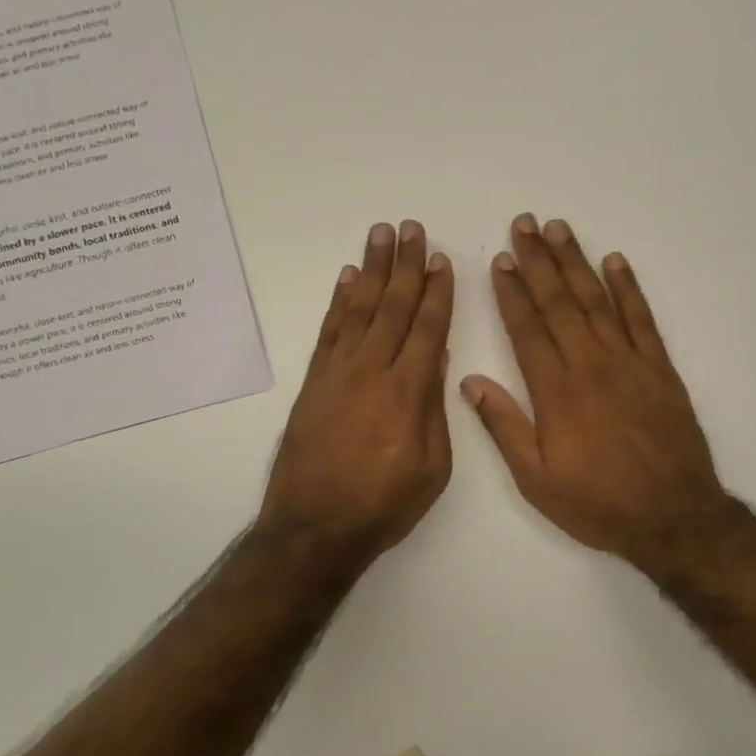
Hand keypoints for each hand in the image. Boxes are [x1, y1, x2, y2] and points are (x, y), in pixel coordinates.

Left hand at [258, 221, 454, 567]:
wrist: (315, 527)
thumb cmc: (384, 505)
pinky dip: (339, 302)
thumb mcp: (432, 468)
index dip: (437, 293)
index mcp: (408, 393)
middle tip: (412, 228)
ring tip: (381, 235)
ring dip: (372, 270)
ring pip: (359, 309)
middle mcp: (371, 371)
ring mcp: (337, 374)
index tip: (442, 260)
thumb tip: (435, 362)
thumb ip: (435, 411)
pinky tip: (348, 279)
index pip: (427, 329)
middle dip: (406, 266)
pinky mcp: (313, 383)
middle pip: (393, 308)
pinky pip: (328, 331)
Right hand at [463, 215, 732, 576]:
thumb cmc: (597, 503)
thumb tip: (471, 381)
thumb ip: (504, 427)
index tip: (499, 260)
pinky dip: (629, 287)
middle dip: (538, 261)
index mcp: (556, 391)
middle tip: (523, 224)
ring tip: (558, 229)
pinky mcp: (661, 369)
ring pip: (597, 300)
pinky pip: (642, 318)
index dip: (510, 292)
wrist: (672, 517)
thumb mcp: (536, 479)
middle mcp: (591, 365)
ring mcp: (630, 362)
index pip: (527, 328)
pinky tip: (615, 262)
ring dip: (576, 262)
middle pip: (559, 302)